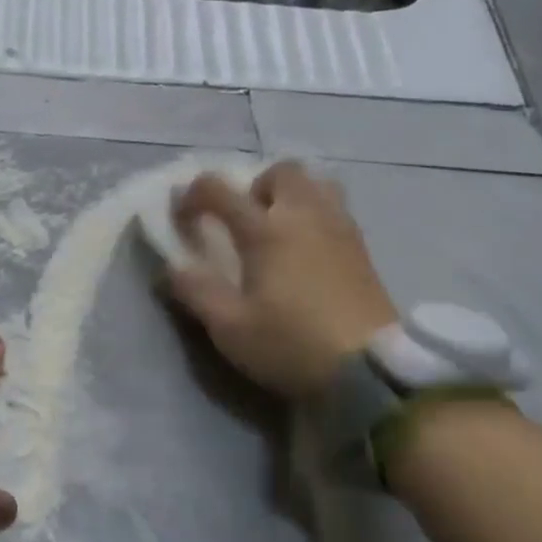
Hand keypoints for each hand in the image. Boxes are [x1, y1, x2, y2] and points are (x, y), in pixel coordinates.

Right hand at [164, 162, 398, 399]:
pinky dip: (316, 214)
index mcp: (266, 230)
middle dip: (254, 185)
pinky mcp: (362, 249)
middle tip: (243, 221)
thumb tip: (172, 266)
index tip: (181, 217)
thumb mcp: (229, 327)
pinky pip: (336, 209)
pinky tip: (308, 251)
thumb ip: (196, 291)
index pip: (219, 190)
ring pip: (317, 184)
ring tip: (279, 229)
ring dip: (292, 195)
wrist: (369, 370)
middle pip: (281, 171)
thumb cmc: (290, 345)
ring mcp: (340, 229)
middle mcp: (305, 216)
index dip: (191, 195)